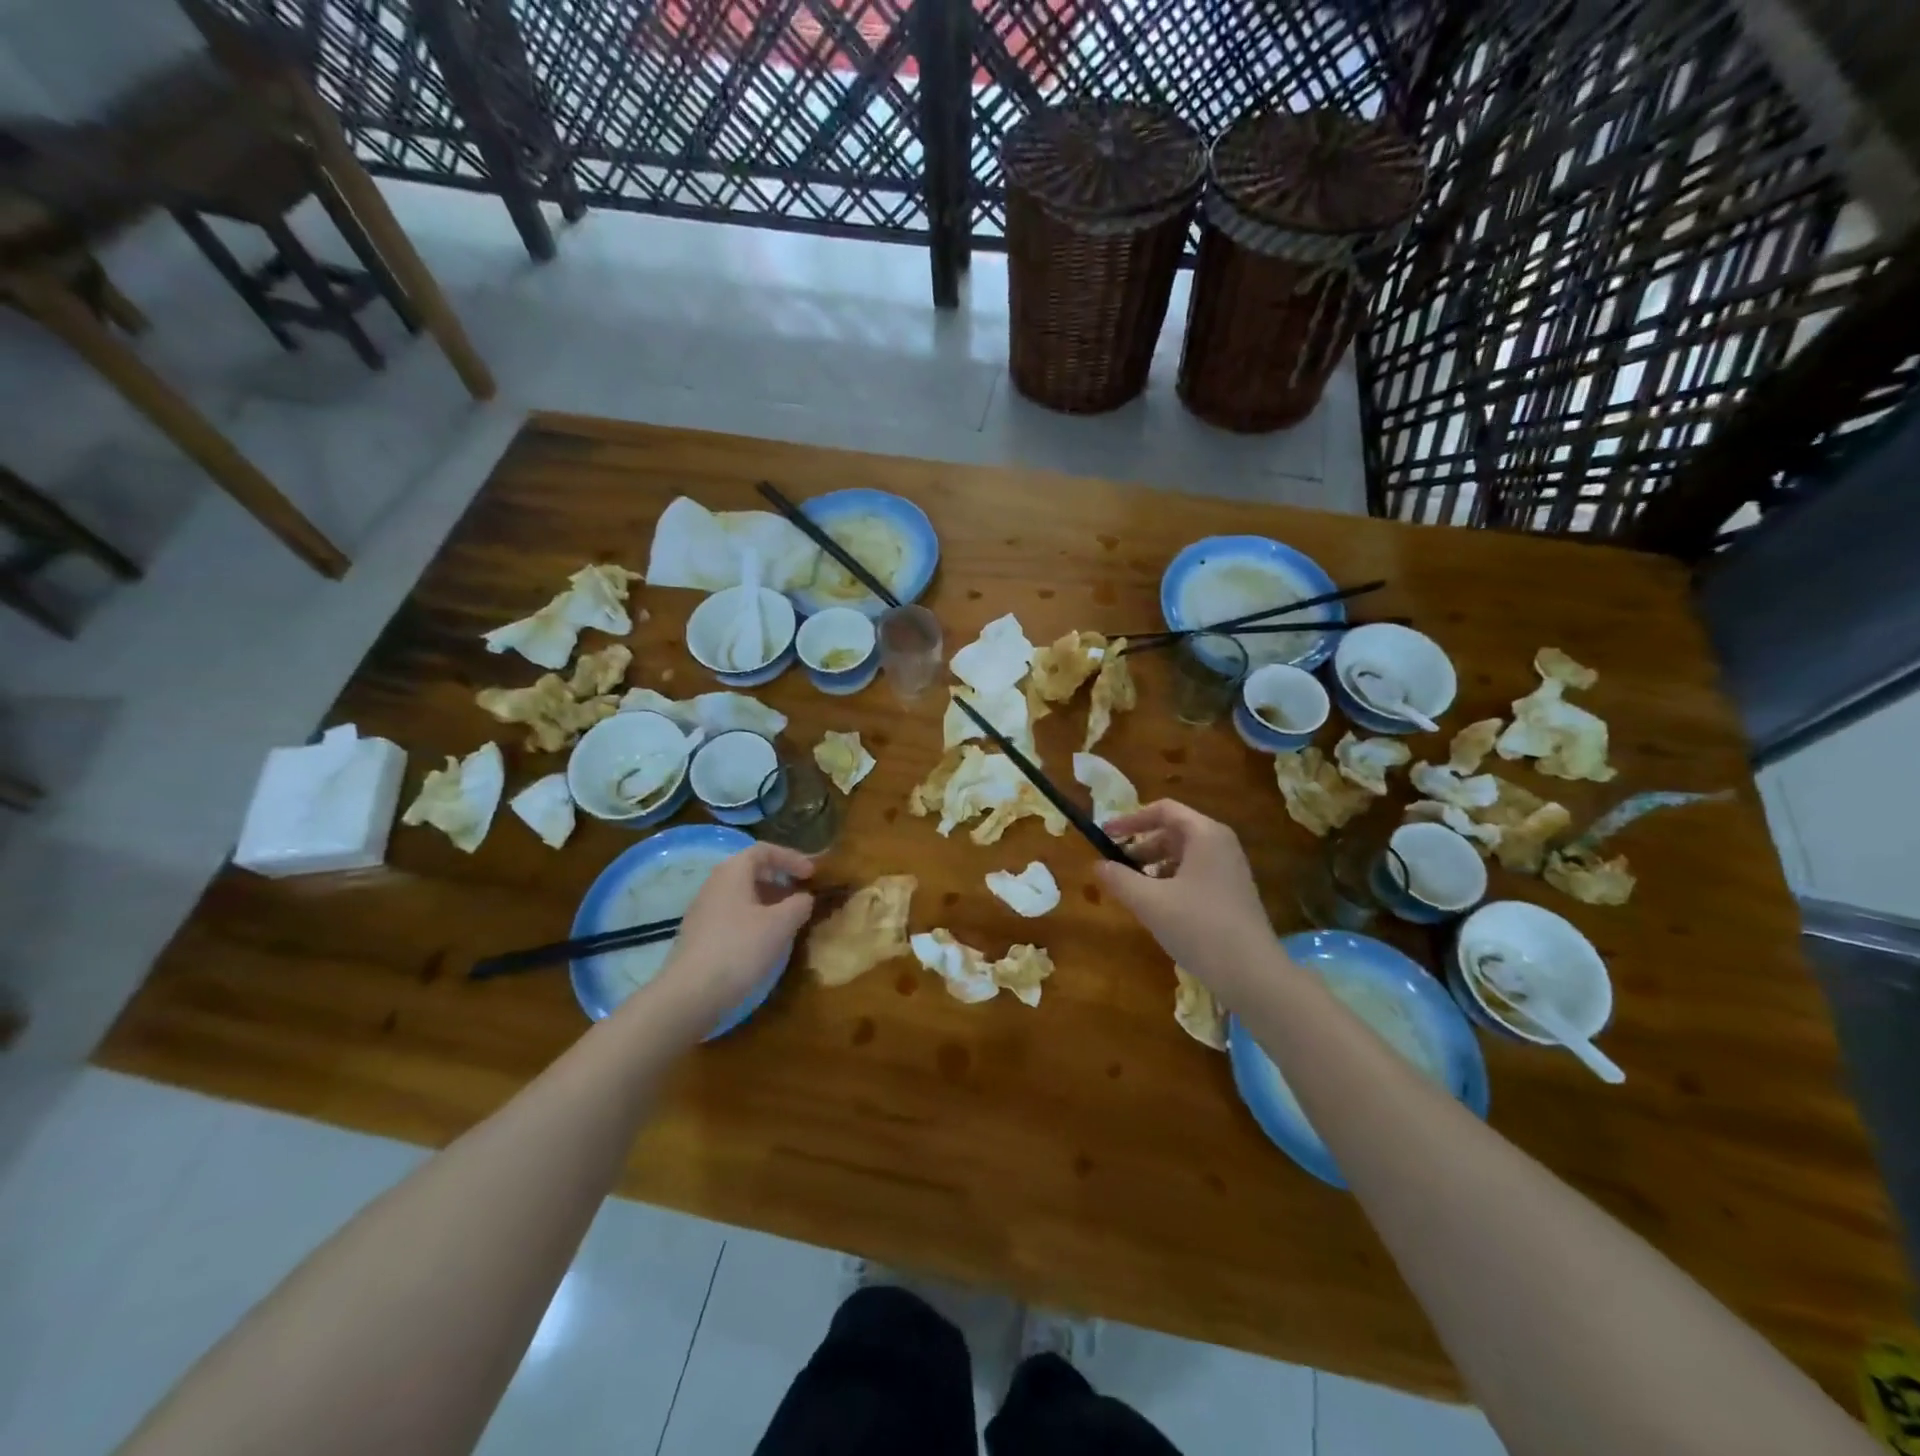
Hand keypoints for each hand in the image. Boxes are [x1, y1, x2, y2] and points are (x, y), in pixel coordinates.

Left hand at [653, 844, 815, 1025]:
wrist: (690, 993)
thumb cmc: (740, 948)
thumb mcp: (780, 924)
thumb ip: (799, 904)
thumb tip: (805, 898)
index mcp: (732, 872)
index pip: (764, 850)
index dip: (791, 858)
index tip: (811, 874)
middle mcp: (714, 884)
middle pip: (751, 871)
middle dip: (780, 880)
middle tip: (801, 896)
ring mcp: (703, 910)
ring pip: (742, 895)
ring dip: (768, 902)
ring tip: (787, 921)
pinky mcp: (700, 935)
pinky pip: (732, 914)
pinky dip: (754, 919)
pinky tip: (764, 941)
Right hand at [1095, 801, 1272, 989]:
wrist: (1253, 975)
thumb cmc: (1199, 928)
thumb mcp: (1150, 902)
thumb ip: (1119, 879)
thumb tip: (1098, 865)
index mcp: (1205, 834)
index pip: (1163, 810)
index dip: (1130, 819)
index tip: (1105, 834)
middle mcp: (1221, 844)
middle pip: (1173, 832)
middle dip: (1140, 846)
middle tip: (1115, 865)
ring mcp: (1230, 870)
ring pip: (1183, 856)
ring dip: (1153, 866)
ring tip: (1132, 888)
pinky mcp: (1232, 894)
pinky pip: (1195, 874)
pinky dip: (1171, 881)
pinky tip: (1157, 906)